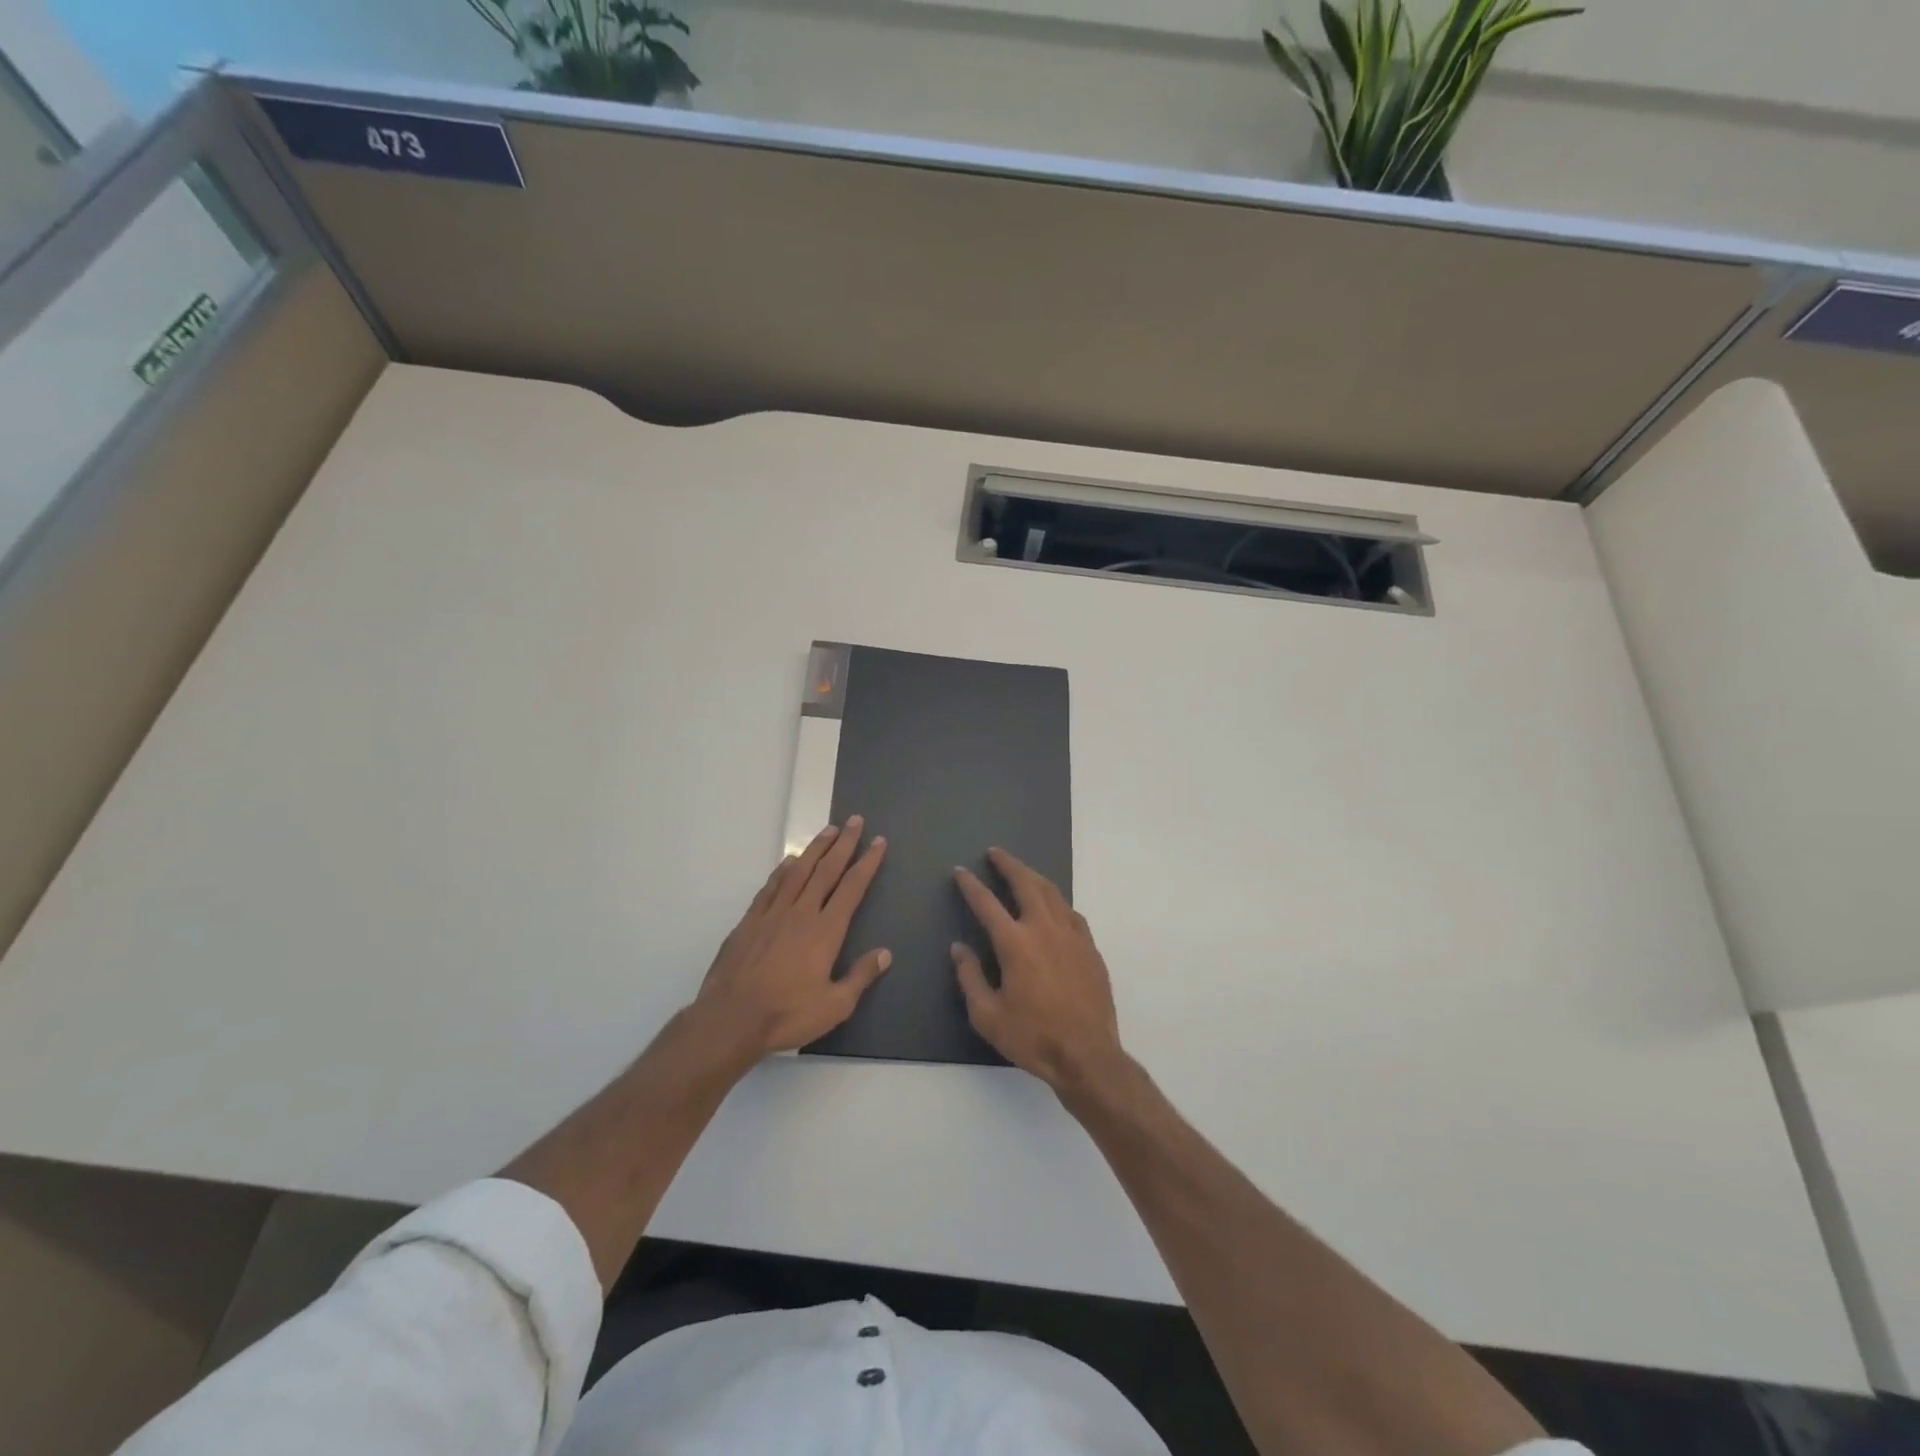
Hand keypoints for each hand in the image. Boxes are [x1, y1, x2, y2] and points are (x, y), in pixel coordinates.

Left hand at [694, 818, 890, 1062]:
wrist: (730, 1019)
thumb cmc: (787, 1014)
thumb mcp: (835, 1006)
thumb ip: (860, 977)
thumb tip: (885, 953)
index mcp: (826, 931)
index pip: (852, 887)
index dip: (867, 862)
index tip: (878, 842)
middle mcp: (801, 913)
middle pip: (826, 870)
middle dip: (844, 844)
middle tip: (855, 820)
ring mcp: (772, 914)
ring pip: (798, 871)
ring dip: (816, 848)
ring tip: (828, 830)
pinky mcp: (749, 921)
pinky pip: (771, 886)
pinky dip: (783, 869)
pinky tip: (789, 861)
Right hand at [952, 848, 1124, 1090]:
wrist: (1087, 1054)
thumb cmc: (1032, 1037)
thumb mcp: (988, 1015)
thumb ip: (970, 977)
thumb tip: (959, 948)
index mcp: (1015, 943)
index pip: (987, 904)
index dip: (971, 885)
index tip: (960, 872)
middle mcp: (1044, 929)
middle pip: (1026, 883)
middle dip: (1008, 864)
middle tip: (995, 853)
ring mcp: (1071, 935)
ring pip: (1052, 892)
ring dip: (1033, 876)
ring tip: (1021, 870)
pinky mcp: (1089, 947)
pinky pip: (1071, 912)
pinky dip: (1057, 901)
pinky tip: (1053, 905)